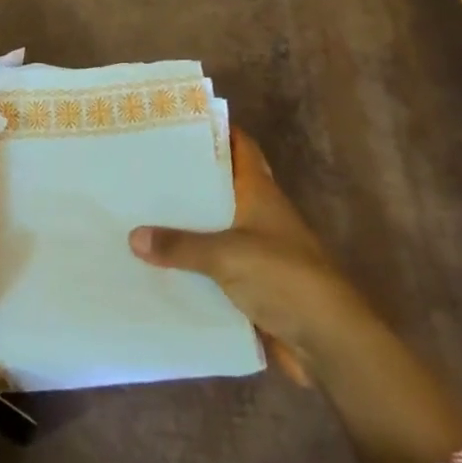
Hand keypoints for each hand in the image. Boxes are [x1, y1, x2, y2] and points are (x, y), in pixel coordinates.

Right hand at [130, 125, 371, 384]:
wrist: (328, 342)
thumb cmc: (284, 279)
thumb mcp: (227, 255)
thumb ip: (180, 245)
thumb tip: (133, 236)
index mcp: (260, 193)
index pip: (241, 147)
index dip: (217, 129)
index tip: (179, 120)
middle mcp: (258, 215)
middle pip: (220, 186)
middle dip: (187, 177)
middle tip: (144, 165)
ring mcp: (255, 251)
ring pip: (213, 227)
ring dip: (185, 223)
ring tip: (138, 209)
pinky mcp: (250, 285)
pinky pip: (212, 267)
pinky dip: (189, 263)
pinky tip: (155, 262)